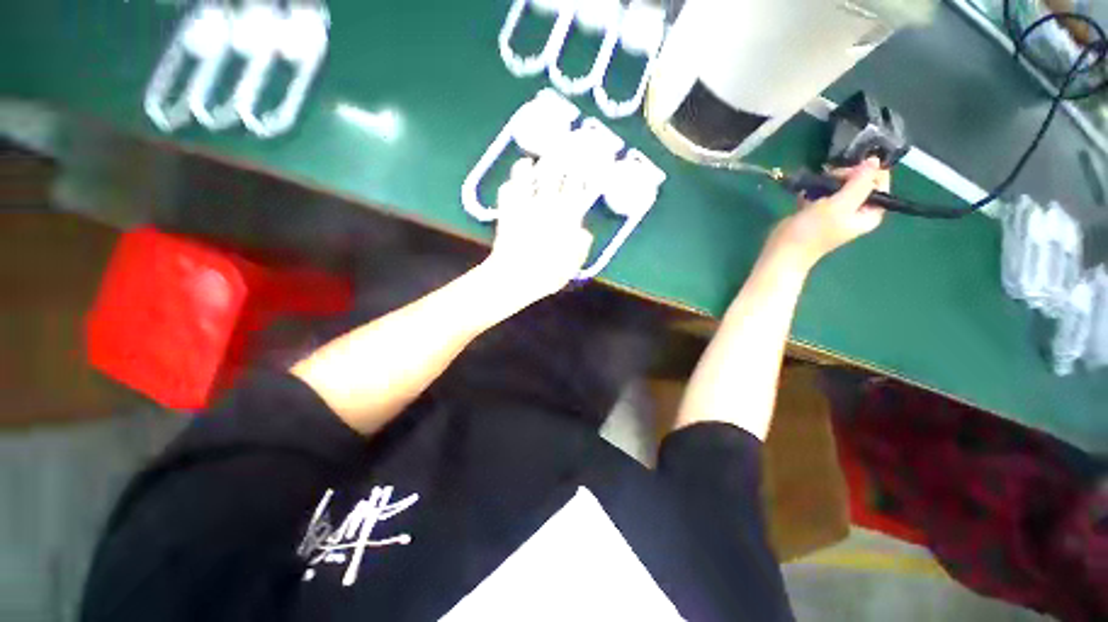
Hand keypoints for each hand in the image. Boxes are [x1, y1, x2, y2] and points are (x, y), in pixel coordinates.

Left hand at [483, 158, 593, 302]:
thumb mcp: (573, 265)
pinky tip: (512, 184)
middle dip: (558, 159)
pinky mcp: (507, 212)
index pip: (576, 187)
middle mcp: (546, 205)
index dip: (580, 174)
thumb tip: (583, 231)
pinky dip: (510, 185)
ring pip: (526, 176)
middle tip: (559, 151)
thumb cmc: (548, 273)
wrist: (516, 276)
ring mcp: (524, 206)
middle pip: (553, 173)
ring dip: (529, 166)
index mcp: (566, 217)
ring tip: (530, 162)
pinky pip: (507, 191)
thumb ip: (581, 246)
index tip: (582, 167)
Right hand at [767, 158, 889, 268]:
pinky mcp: (817, 211)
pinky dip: (814, 190)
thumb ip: (860, 183)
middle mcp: (856, 211)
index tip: (847, 172)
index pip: (879, 182)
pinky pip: (822, 193)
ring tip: (814, 185)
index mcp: (870, 212)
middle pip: (860, 182)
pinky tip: (804, 193)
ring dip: (827, 182)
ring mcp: (836, 211)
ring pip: (840, 186)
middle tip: (828, 177)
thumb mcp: (840, 205)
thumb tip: (875, 160)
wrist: (783, 250)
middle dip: (844, 176)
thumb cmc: (813, 231)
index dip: (866, 172)